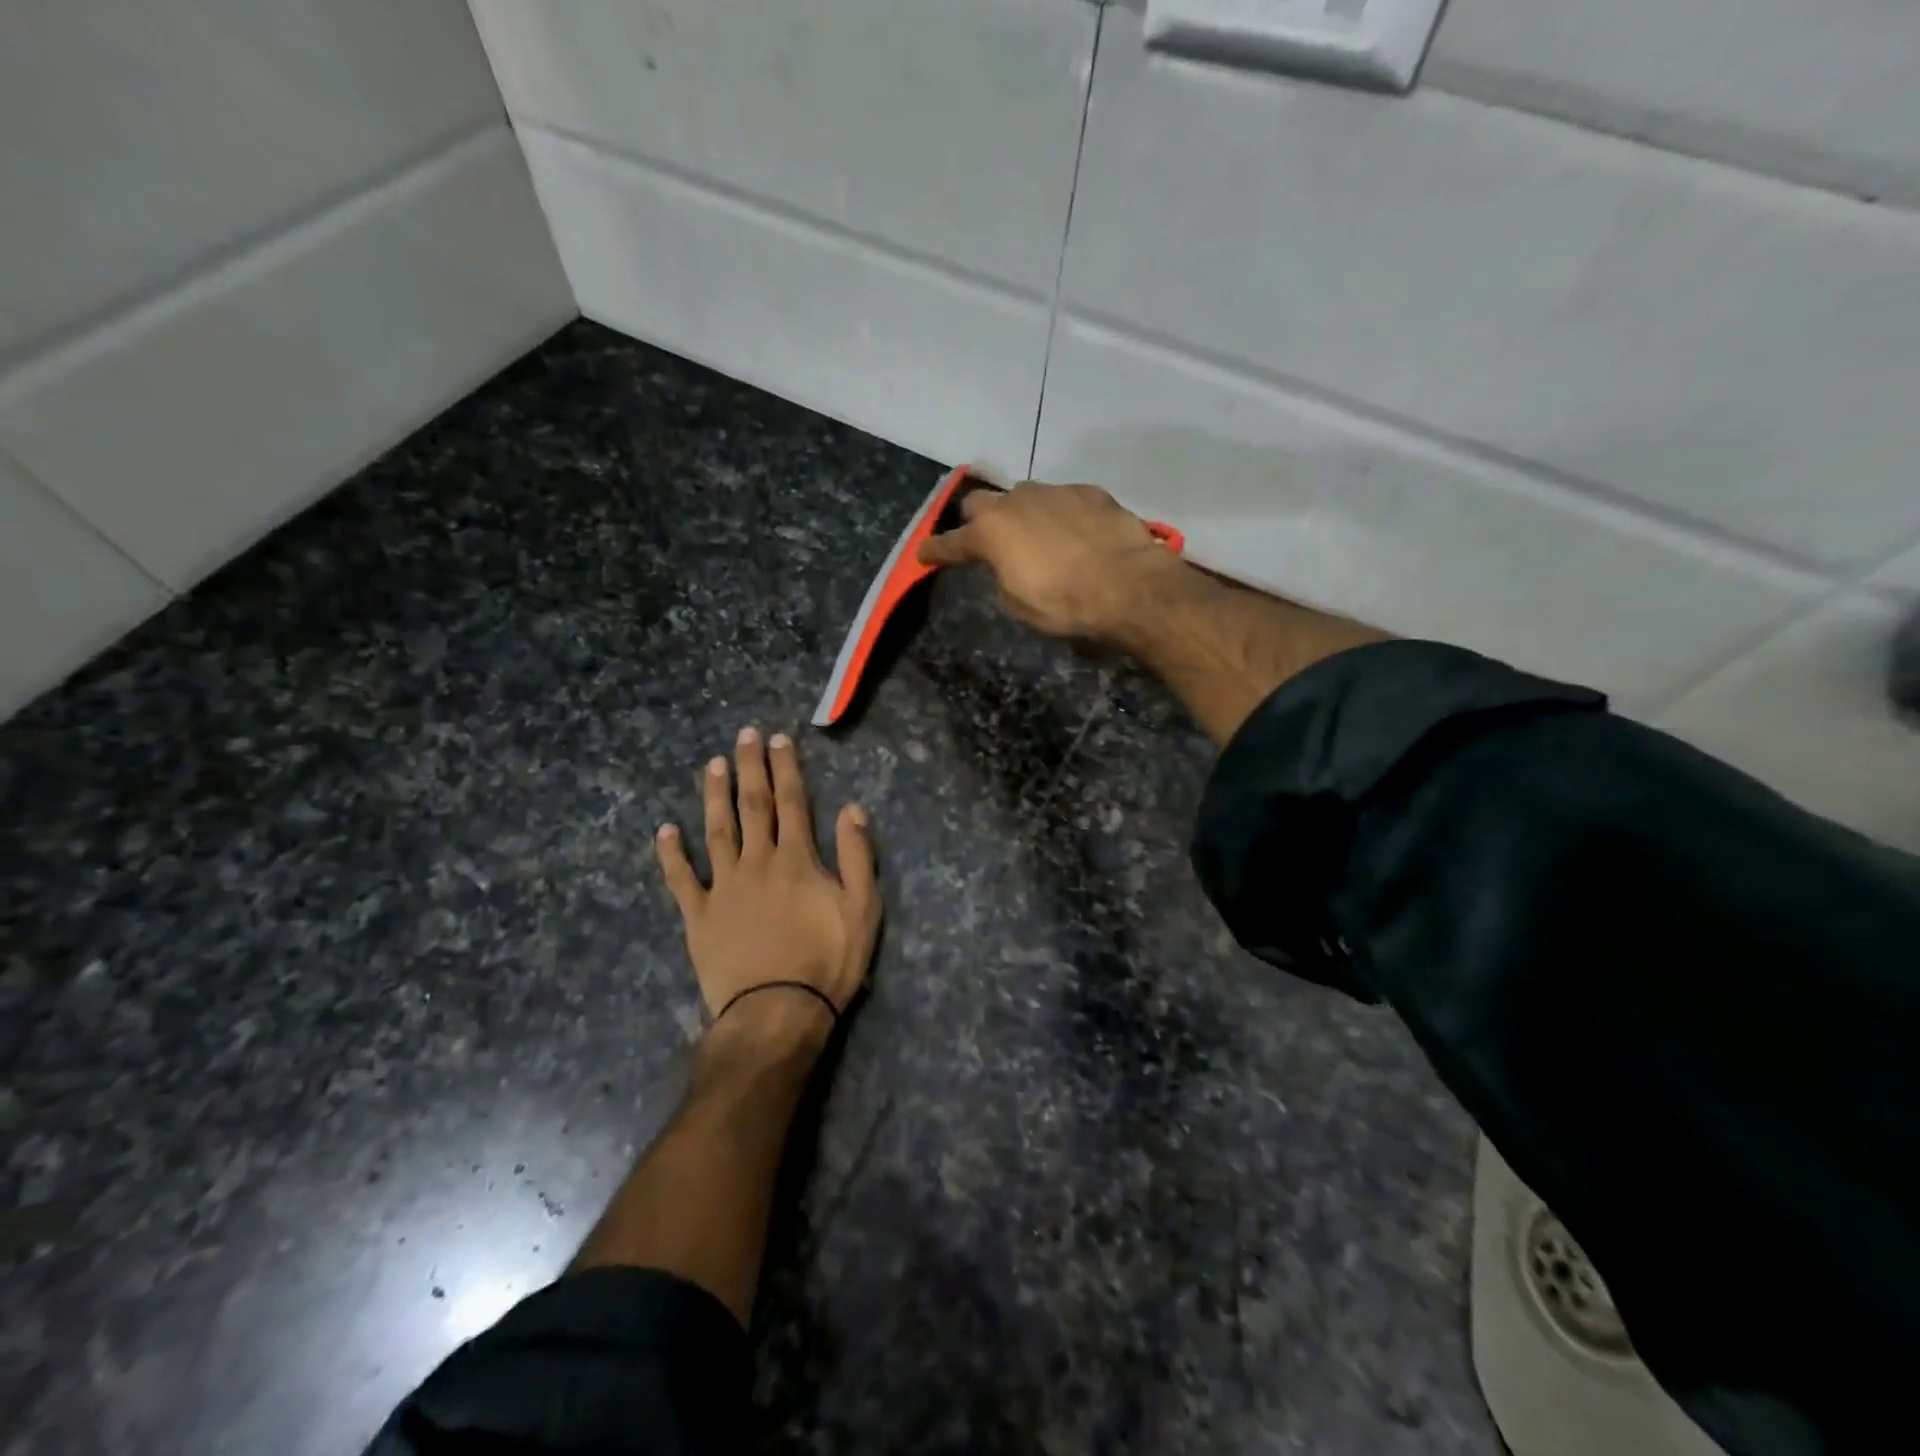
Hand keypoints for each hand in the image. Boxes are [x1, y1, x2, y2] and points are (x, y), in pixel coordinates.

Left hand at [656, 727, 879, 1046]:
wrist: (777, 1013)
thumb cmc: (827, 962)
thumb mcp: (863, 909)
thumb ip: (858, 856)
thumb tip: (852, 808)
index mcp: (797, 860)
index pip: (792, 802)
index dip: (786, 768)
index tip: (778, 739)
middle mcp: (757, 862)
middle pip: (753, 806)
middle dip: (750, 768)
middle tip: (743, 735)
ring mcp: (723, 888)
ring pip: (717, 831)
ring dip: (715, 796)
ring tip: (712, 765)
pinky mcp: (698, 916)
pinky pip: (682, 880)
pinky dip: (672, 854)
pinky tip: (665, 830)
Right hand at [916, 480, 1183, 640]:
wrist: (1129, 585)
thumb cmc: (1064, 603)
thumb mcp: (1018, 604)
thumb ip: (1002, 577)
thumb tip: (1007, 566)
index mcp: (991, 533)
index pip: (951, 543)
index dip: (935, 551)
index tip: (924, 555)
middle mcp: (1016, 502)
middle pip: (980, 502)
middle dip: (976, 520)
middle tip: (985, 540)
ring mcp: (1054, 491)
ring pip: (1024, 495)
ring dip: (1021, 513)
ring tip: (1036, 536)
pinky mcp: (1089, 491)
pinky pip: (1062, 499)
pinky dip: (1059, 515)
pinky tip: (1075, 534)